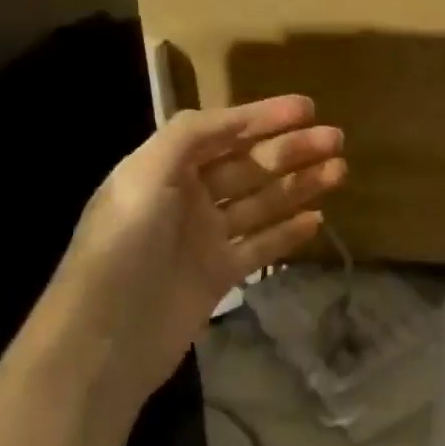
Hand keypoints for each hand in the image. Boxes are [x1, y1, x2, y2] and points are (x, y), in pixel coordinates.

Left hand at [31, 95, 344, 409]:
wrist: (105, 338)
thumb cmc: (124, 246)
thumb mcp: (146, 176)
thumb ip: (190, 136)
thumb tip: (236, 117)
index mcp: (165, 170)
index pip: (222, 132)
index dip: (263, 116)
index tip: (308, 107)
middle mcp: (186, 199)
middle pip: (249, 165)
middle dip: (291, 149)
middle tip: (336, 139)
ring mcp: (204, 238)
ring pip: (261, 203)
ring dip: (299, 185)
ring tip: (339, 171)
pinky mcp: (219, 276)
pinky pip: (261, 246)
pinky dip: (288, 232)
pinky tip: (317, 219)